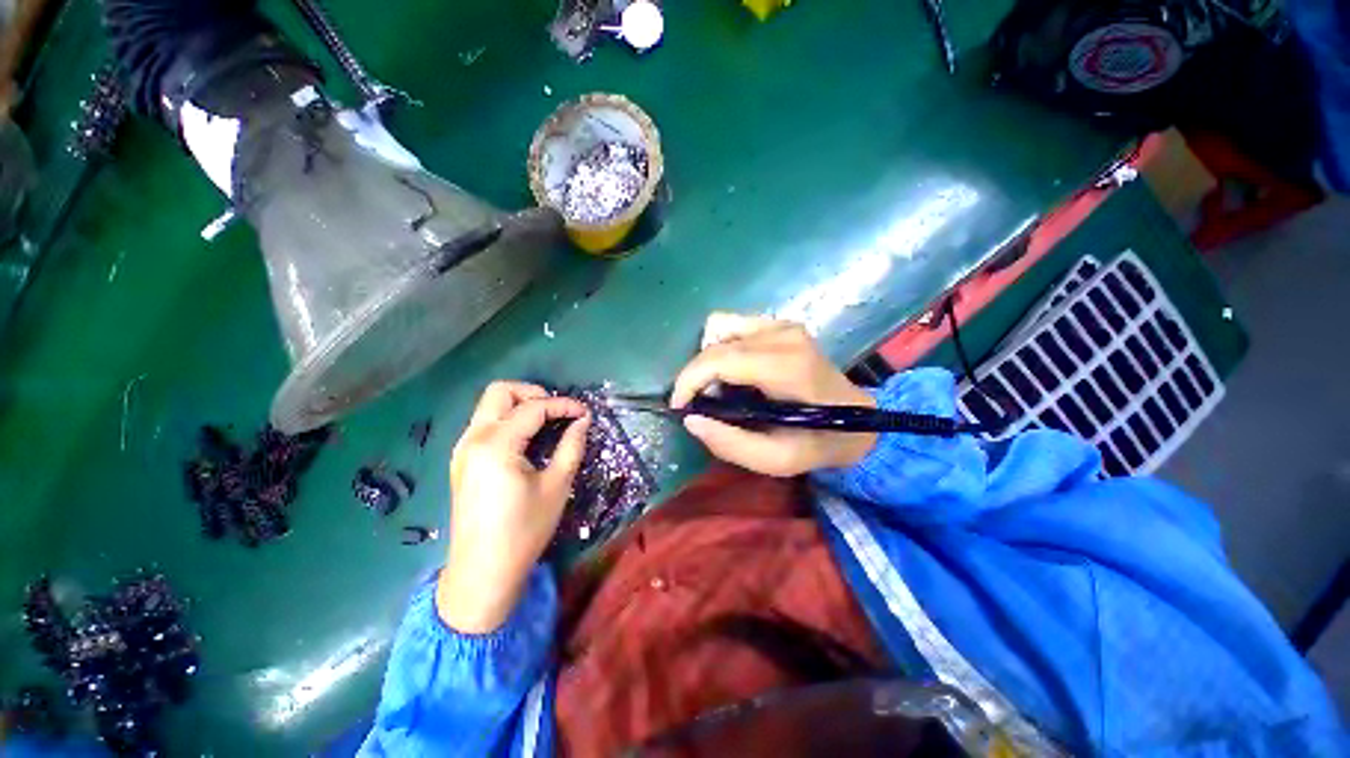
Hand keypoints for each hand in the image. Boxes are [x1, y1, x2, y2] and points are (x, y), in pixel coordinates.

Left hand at [437, 382, 590, 632]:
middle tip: (558, 411)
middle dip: (533, 393)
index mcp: (496, 445)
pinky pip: (485, 423)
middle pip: (500, 392)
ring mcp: (463, 449)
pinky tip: (528, 438)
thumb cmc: (524, 531)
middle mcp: (473, 439)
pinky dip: (508, 420)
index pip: (533, 408)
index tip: (584, 413)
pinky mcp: (462, 460)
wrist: (482, 572)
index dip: (563, 405)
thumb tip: (583, 421)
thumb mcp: (556, 486)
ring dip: (519, 404)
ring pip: (489, 405)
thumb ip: (571, 446)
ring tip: (547, 422)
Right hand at [672, 313, 876, 476]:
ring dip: (709, 359)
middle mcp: (783, 335)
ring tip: (719, 388)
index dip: (689, 380)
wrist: (857, 419)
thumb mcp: (777, 460)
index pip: (720, 358)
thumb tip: (691, 419)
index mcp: (787, 366)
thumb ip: (731, 444)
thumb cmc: (818, 442)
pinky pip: (732, 326)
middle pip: (715, 343)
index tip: (679, 406)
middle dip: (695, 375)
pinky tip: (734, 371)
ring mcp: (782, 324)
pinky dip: (722, 348)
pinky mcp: (780, 323)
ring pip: (719, 328)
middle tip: (699, 404)